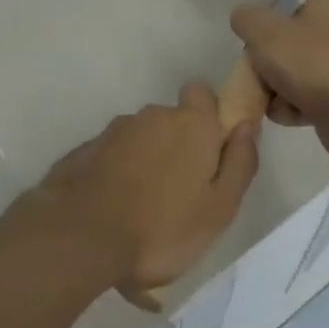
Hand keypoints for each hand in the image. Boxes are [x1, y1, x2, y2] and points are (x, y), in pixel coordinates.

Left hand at [33, 84, 259, 293]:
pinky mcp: (87, 149)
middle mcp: (153, 116)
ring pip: (142, 139)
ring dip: (147, 163)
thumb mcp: (219, 208)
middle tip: (180, 196)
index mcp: (191, 124)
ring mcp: (115, 130)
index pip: (202, 93)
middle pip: (173, 121)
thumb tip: (248, 125)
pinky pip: (114, 156)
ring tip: (144, 213)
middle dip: (178, 148)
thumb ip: (240, 163)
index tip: (211, 151)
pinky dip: (119, 175)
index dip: (209, 116)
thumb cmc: (162, 227)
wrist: (80, 235)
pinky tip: (116, 212)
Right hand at [230, 0, 328, 157]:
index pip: (284, 8)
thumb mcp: (263, 30)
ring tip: (276, 101)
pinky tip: (292, 115)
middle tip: (259, 77)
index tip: (256, 47)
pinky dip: (295, 108)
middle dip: (267, 66)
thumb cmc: (312, 63)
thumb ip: (245, 19)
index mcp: (327, 5)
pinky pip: (307, 99)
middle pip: (285, 45)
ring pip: (293, 75)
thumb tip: (243, 21)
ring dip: (277, 91)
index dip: (265, 28)